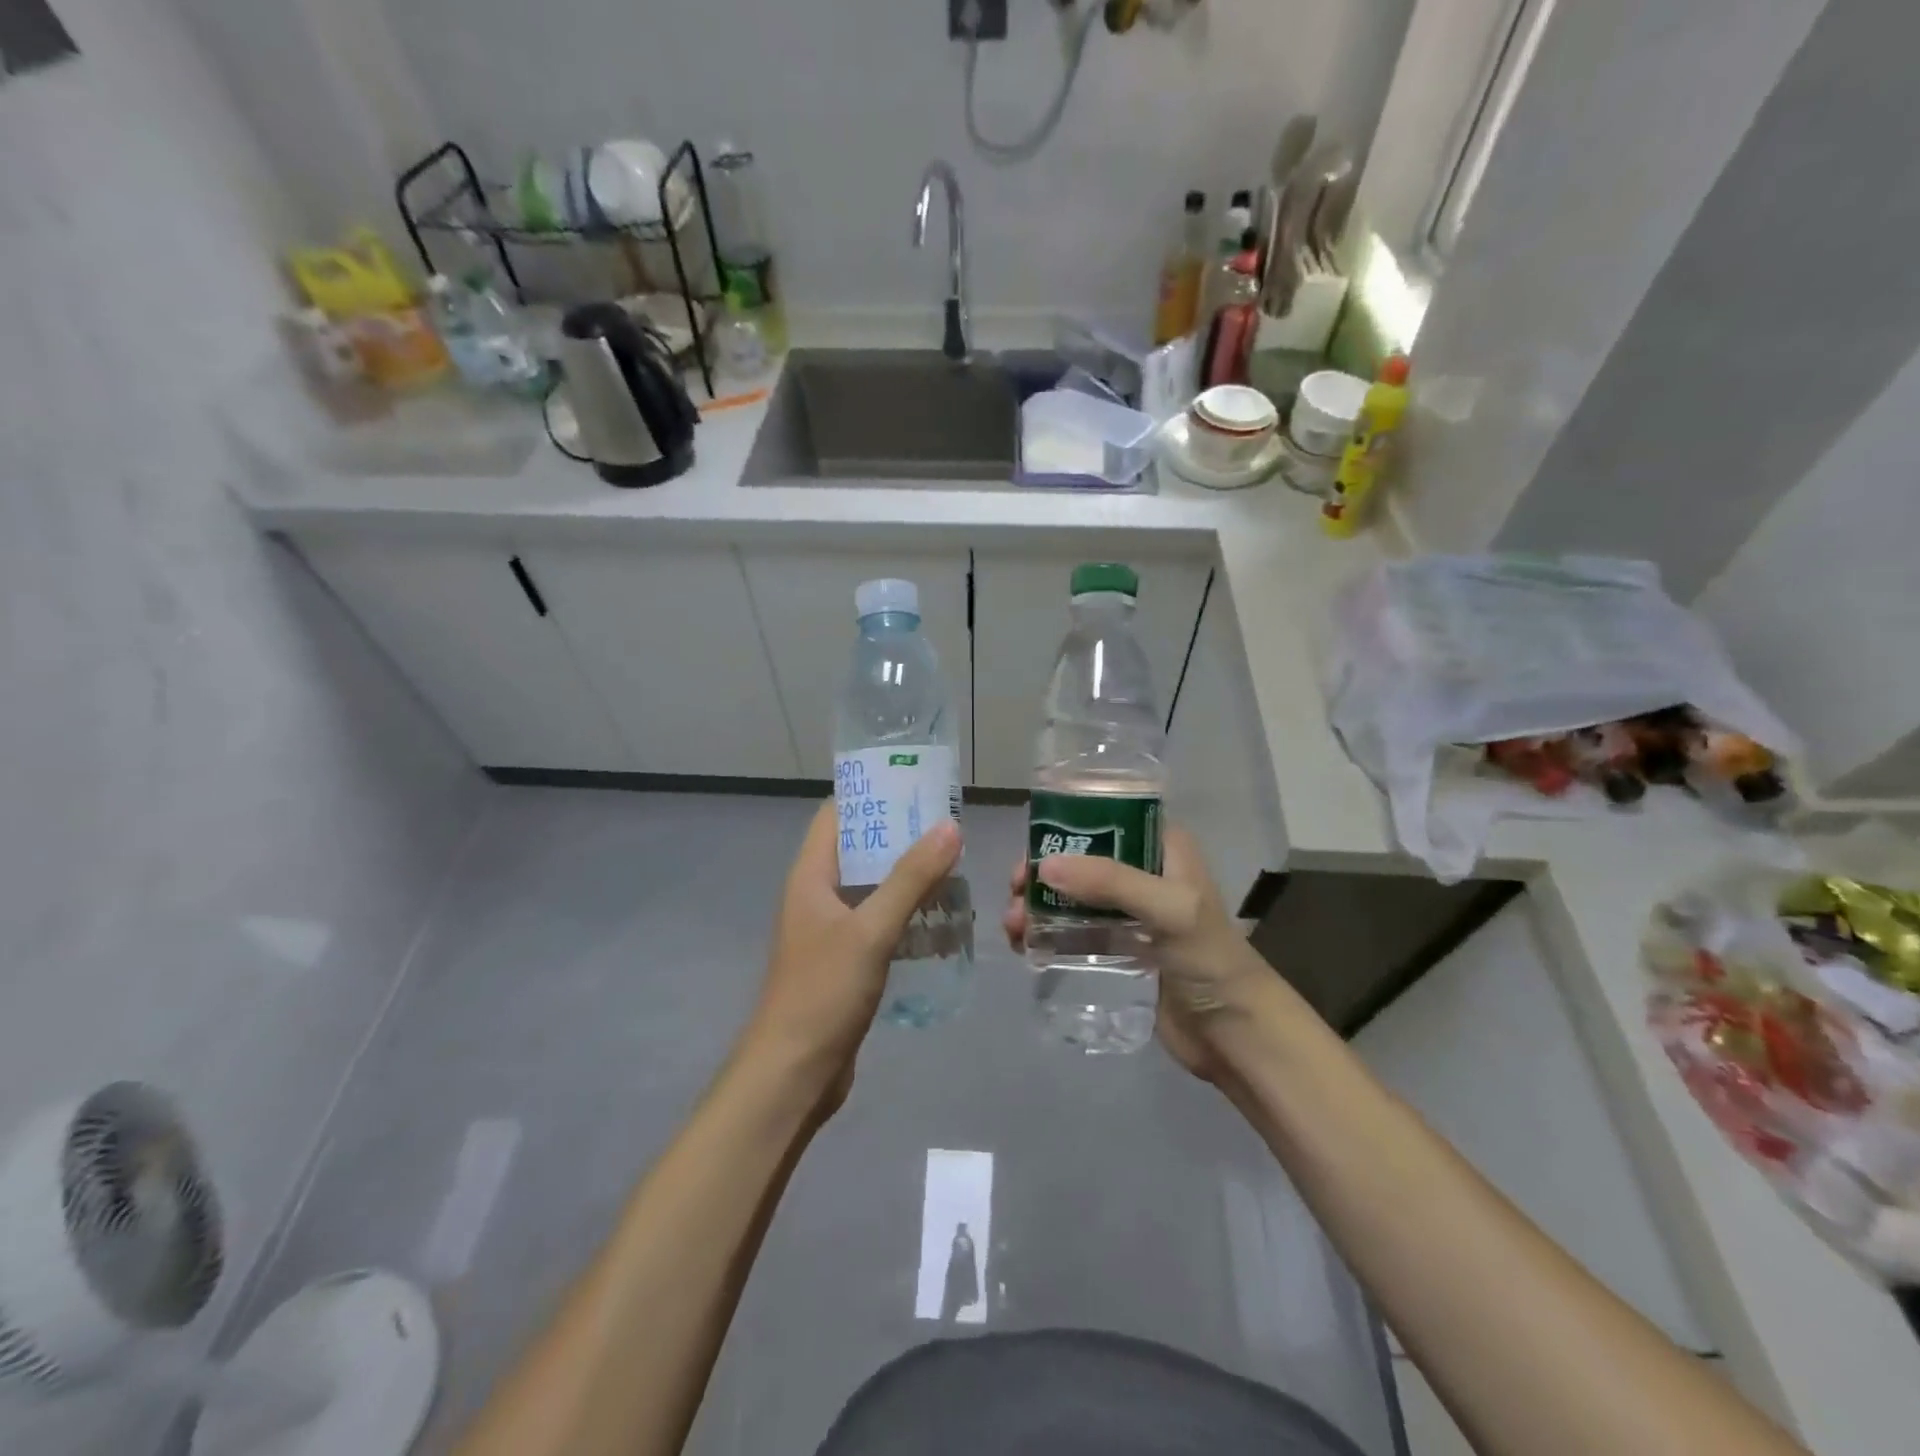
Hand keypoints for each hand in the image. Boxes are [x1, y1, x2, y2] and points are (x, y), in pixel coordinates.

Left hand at [743, 801, 961, 1107]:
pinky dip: (907, 913)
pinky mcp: (845, 960)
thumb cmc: (823, 992)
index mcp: (810, 875)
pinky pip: (879, 921)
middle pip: (860, 848)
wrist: (793, 1073)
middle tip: (950, 827)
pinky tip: (941, 918)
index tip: (917, 785)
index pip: (837, 814)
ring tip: (954, 866)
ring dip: (908, 877)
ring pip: (872, 887)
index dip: (872, 794)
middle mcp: (817, 895)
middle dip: (901, 836)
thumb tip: (950, 826)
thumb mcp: (871, 929)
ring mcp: (830, 930)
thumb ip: (911, 878)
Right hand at [1002, 826, 1272, 1082]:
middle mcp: (1145, 872)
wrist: (1234, 1033)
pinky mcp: (1120, 947)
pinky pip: (1076, 930)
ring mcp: (1131, 912)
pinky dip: (1048, 932)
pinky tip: (1025, 945)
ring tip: (1013, 926)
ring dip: (1039, 904)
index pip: (1106, 820)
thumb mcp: (1169, 909)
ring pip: (1073, 895)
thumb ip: (1110, 883)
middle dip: (1043, 873)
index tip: (1030, 850)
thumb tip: (1044, 867)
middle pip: (1081, 859)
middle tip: (1014, 892)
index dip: (1064, 829)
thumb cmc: (1209, 959)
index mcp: (1163, 848)